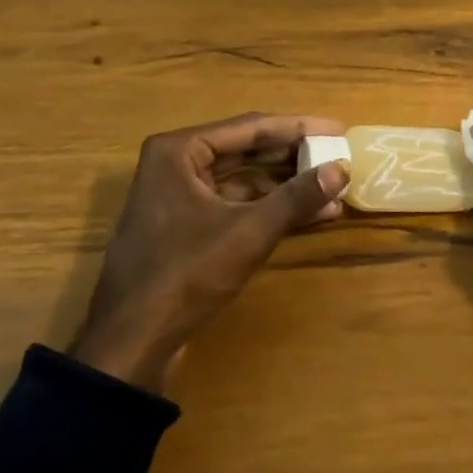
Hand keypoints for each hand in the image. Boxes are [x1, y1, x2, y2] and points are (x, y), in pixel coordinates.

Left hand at [69, 113, 348, 393]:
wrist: (130, 345)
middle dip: (294, 157)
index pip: (250, 128)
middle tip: (338, 155)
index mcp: (179, 151)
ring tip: (332, 189)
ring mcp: (178, 197)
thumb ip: (296, 198)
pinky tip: (307, 216)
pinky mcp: (185, 227)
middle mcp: (176, 164)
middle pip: (246, 151)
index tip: (338, 129)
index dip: (299, 128)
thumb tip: (343, 168)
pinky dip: (268, 209)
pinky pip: (234, 205)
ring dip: (286, 187)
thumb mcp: (247, 233)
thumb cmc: (185, 275)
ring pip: (243, 180)